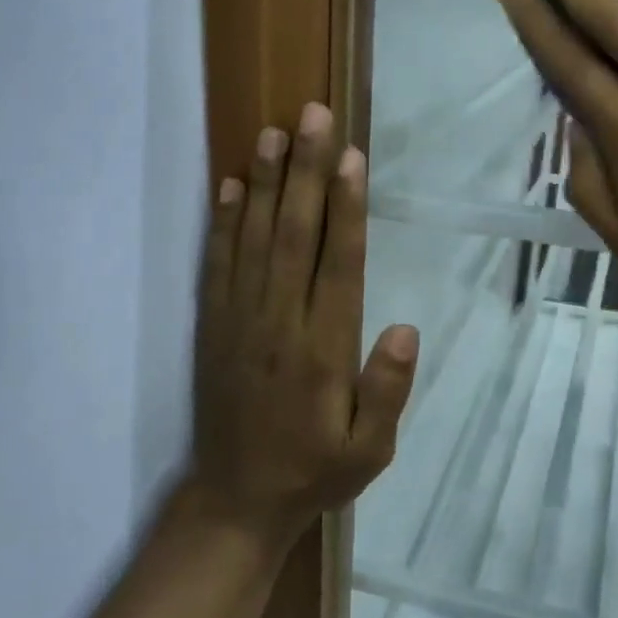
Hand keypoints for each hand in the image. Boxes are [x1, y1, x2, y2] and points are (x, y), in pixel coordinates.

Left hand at [189, 103, 419, 548]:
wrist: (236, 501)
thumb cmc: (313, 472)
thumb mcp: (369, 451)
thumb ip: (387, 392)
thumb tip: (404, 329)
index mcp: (322, 351)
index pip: (338, 265)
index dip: (346, 208)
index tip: (350, 158)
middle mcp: (278, 324)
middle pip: (294, 235)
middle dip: (305, 172)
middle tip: (313, 116)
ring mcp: (239, 322)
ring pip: (252, 240)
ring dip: (263, 184)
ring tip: (272, 133)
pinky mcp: (212, 327)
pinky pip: (216, 265)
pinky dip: (222, 223)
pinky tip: (228, 186)